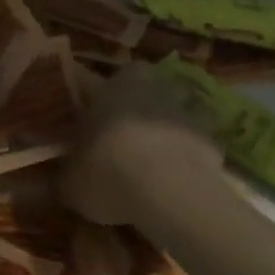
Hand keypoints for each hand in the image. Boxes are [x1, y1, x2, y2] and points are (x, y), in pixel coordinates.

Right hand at [57, 65, 227, 230]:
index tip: (83, 131)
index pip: (94, 86)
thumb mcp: (70, 182)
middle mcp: (152, 84)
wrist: (171, 191)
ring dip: (158, 135)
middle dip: (127, 116)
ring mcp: (186, 108)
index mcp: (112, 83)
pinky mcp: (212, 136)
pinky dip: (184, 159)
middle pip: (136, 96)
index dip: (88, 109)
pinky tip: (173, 186)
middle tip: (114, 148)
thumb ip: (65, 175)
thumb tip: (61, 180)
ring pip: (167, 117)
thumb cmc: (109, 171)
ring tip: (146, 171)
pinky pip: (192, 145)